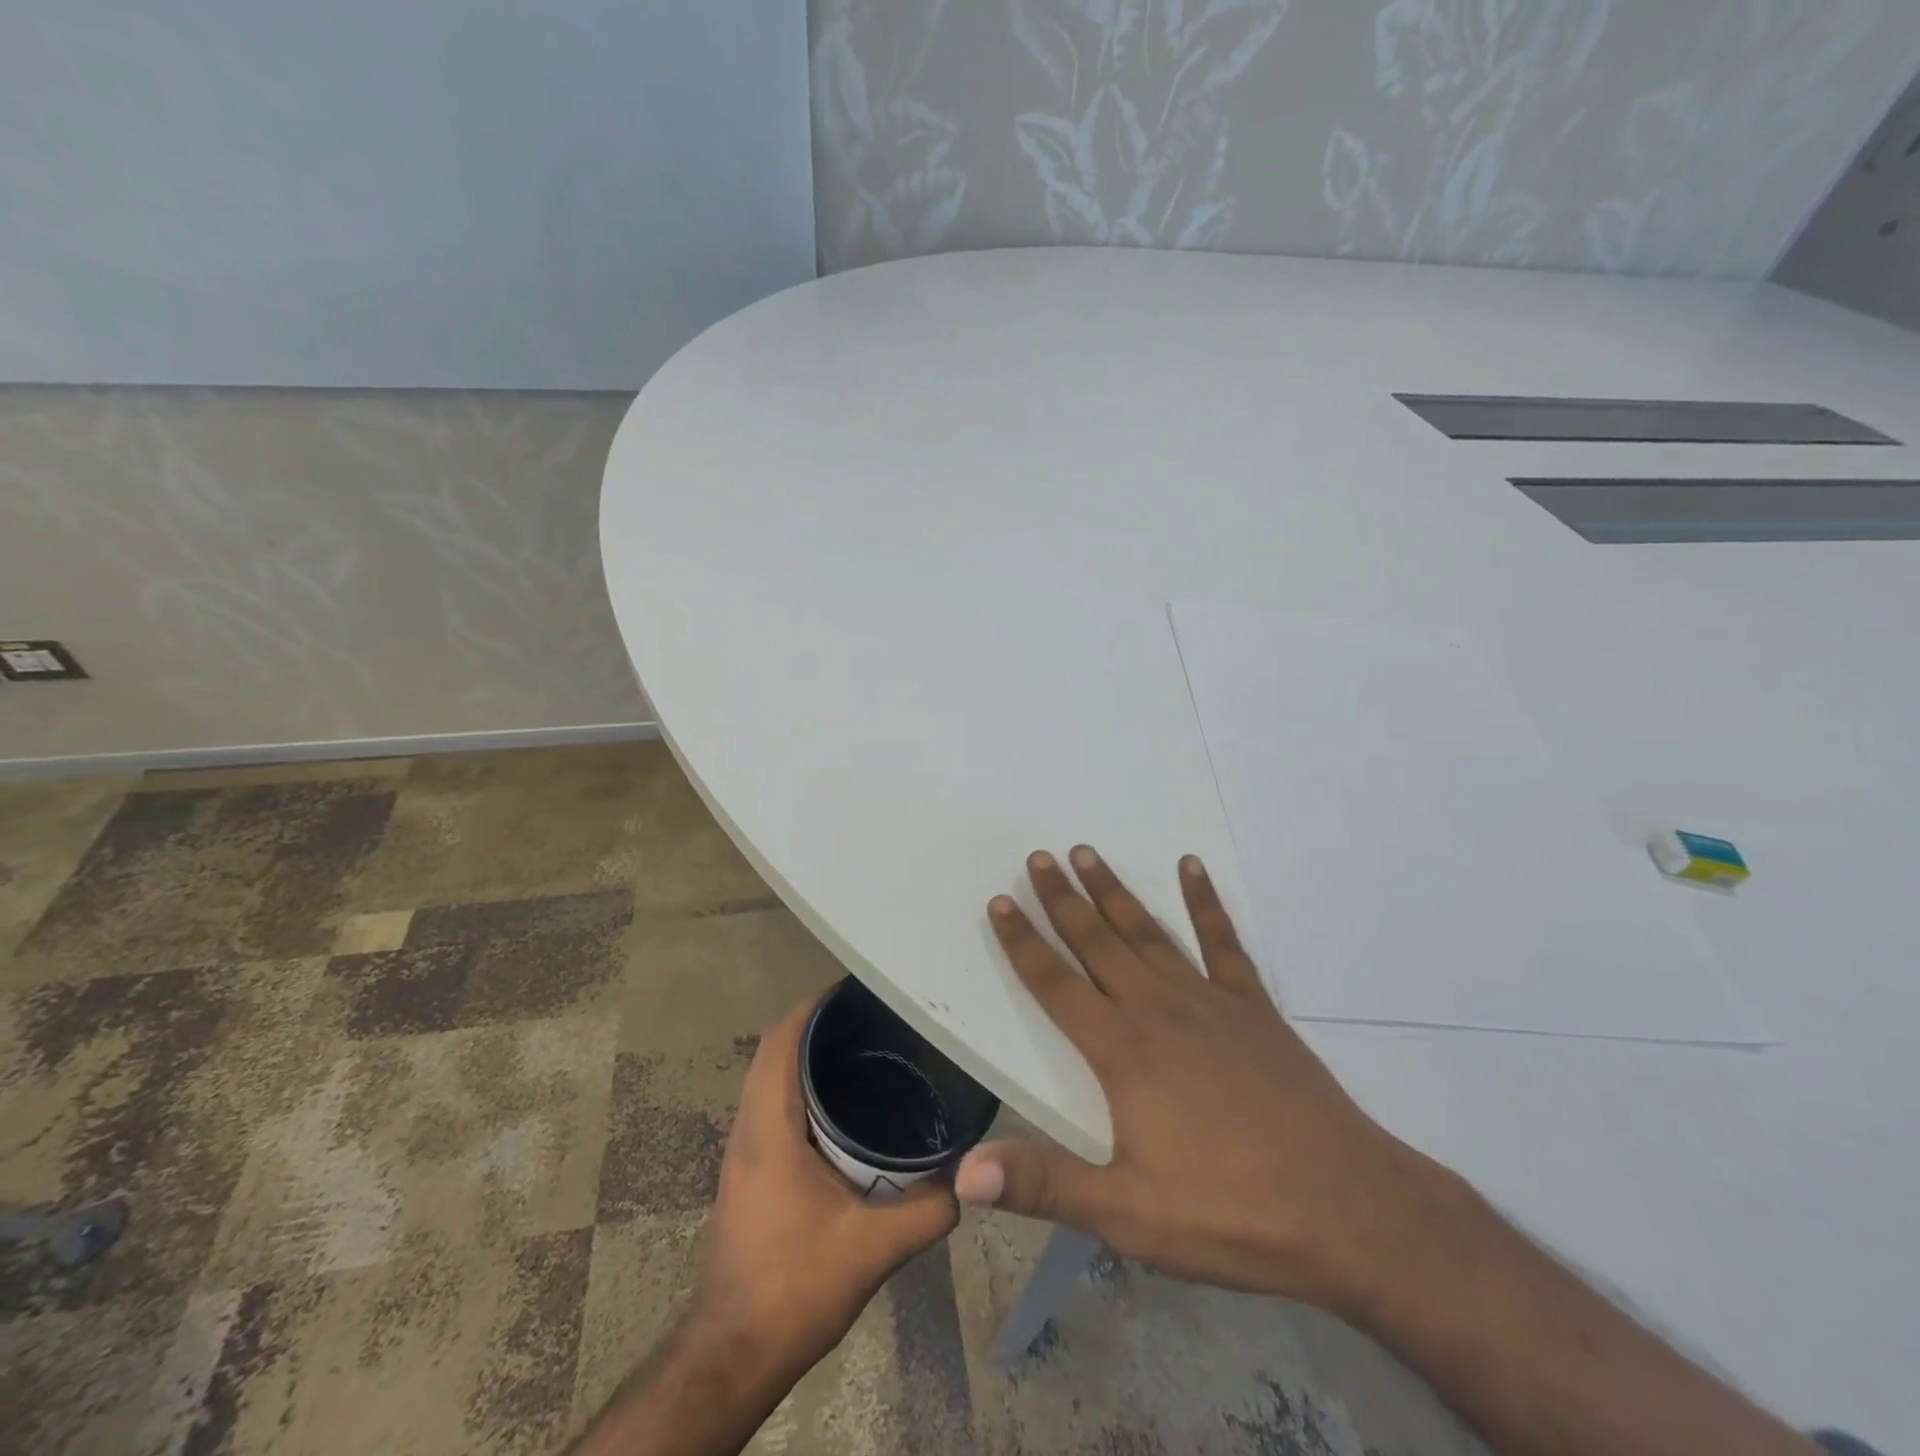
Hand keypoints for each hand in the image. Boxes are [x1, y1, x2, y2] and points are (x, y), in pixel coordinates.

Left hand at [698, 995, 958, 1369]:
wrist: (733, 1354)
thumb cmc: (793, 1289)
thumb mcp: (872, 1249)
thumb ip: (927, 1210)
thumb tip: (969, 1174)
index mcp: (768, 1128)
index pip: (781, 1041)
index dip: (813, 1006)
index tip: (857, 989)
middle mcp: (748, 1128)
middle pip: (775, 1049)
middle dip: (818, 1024)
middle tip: (873, 1016)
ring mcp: (744, 1150)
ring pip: (770, 1077)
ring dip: (807, 1055)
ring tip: (864, 1048)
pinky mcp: (749, 1170)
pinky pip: (772, 1103)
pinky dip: (801, 1086)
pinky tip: (844, 1105)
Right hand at [955, 847, 1456, 1318]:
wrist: (1347, 1210)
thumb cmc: (1230, 1213)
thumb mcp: (1128, 1213)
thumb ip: (1043, 1184)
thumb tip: (964, 1175)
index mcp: (1121, 1051)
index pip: (1055, 983)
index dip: (1023, 941)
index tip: (1001, 900)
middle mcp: (1157, 1009)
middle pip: (1097, 941)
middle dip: (1062, 898)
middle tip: (1039, 856)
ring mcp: (1209, 1001)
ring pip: (1147, 932)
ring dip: (1113, 891)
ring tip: (1087, 853)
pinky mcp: (1253, 1007)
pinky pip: (1222, 941)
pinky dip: (1204, 901)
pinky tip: (1191, 866)